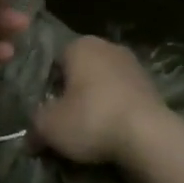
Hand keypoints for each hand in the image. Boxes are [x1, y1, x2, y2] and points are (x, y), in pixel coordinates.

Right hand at [30, 36, 169, 164]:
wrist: (148, 136)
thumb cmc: (91, 119)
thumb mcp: (49, 126)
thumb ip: (35, 126)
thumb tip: (31, 137)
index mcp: (80, 45)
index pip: (54, 62)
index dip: (48, 88)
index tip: (48, 111)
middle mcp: (108, 46)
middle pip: (80, 72)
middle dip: (73, 94)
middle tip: (66, 122)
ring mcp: (134, 65)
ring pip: (103, 84)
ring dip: (95, 103)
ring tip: (90, 131)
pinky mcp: (152, 86)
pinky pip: (123, 97)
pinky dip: (115, 110)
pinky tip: (112, 132)